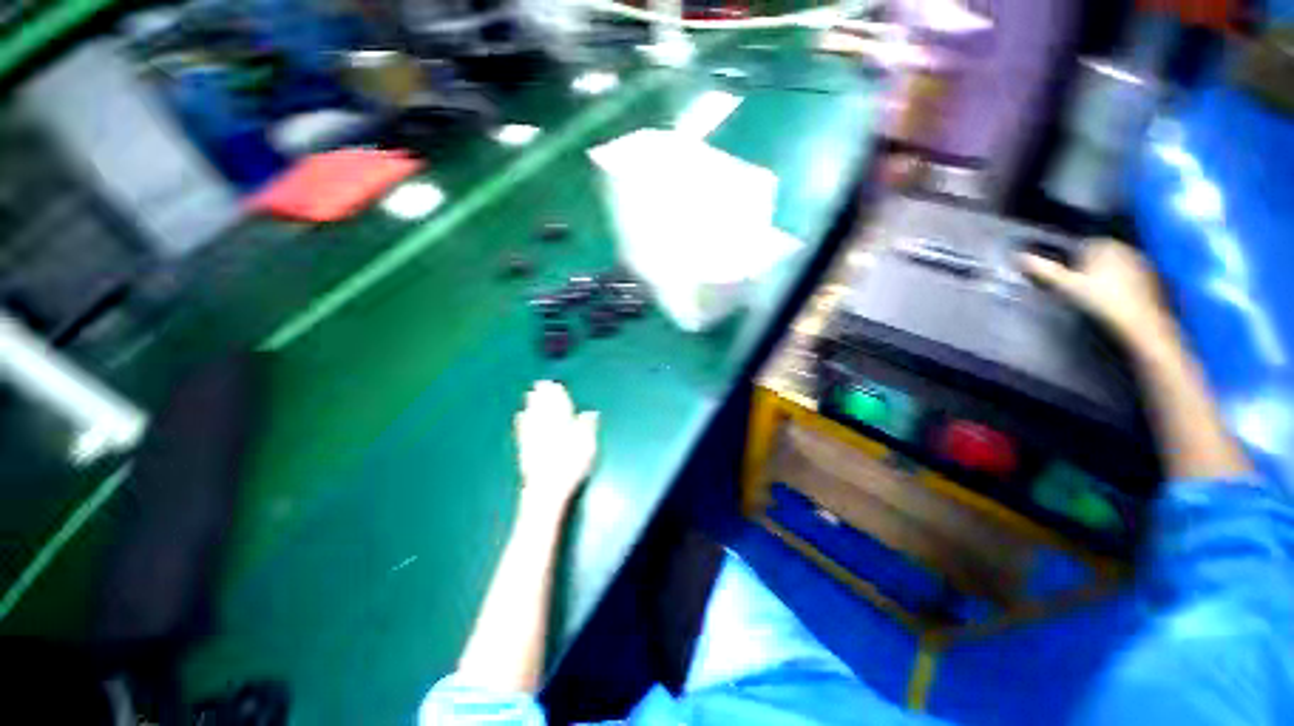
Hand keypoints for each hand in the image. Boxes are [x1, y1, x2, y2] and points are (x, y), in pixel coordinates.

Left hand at [514, 381, 598, 515]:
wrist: (546, 488)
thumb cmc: (571, 466)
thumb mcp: (587, 445)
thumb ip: (587, 426)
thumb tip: (590, 412)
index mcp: (563, 423)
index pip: (560, 405)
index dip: (557, 394)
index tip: (555, 385)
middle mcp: (546, 427)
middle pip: (543, 407)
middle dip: (542, 395)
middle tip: (540, 383)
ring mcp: (534, 437)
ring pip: (532, 415)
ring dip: (531, 404)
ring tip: (529, 393)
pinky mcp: (525, 449)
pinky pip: (522, 429)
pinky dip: (521, 421)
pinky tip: (519, 416)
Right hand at [1019, 239, 1175, 346]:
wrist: (1142, 325)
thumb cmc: (1102, 303)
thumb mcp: (1067, 287)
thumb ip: (1043, 271)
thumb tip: (1018, 257)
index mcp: (1104, 245)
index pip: (1079, 245)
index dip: (1066, 259)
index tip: (1061, 276)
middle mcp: (1125, 248)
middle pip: (1097, 254)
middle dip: (1085, 266)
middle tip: (1074, 287)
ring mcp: (1142, 263)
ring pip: (1113, 265)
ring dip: (1102, 275)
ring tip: (1092, 295)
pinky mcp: (1152, 279)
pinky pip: (1128, 276)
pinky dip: (1118, 284)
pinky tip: (1112, 300)